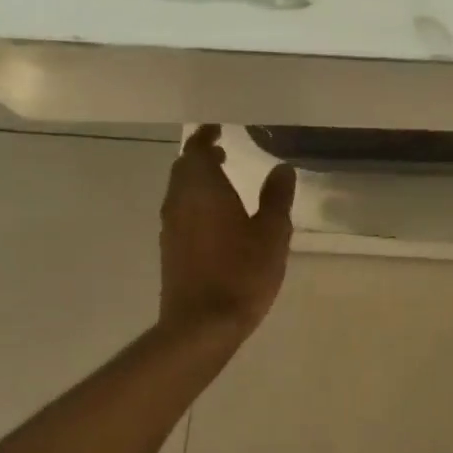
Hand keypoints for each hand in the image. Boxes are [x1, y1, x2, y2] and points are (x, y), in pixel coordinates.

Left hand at [159, 126, 296, 337]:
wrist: (202, 325)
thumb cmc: (241, 272)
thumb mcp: (272, 233)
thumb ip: (276, 197)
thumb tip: (281, 169)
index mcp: (202, 189)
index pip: (197, 149)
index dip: (207, 136)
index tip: (219, 128)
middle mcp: (179, 201)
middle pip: (184, 168)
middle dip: (201, 156)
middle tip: (223, 150)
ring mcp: (171, 226)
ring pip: (180, 190)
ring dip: (198, 180)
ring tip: (223, 180)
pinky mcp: (170, 249)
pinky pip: (180, 211)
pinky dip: (195, 202)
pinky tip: (216, 217)